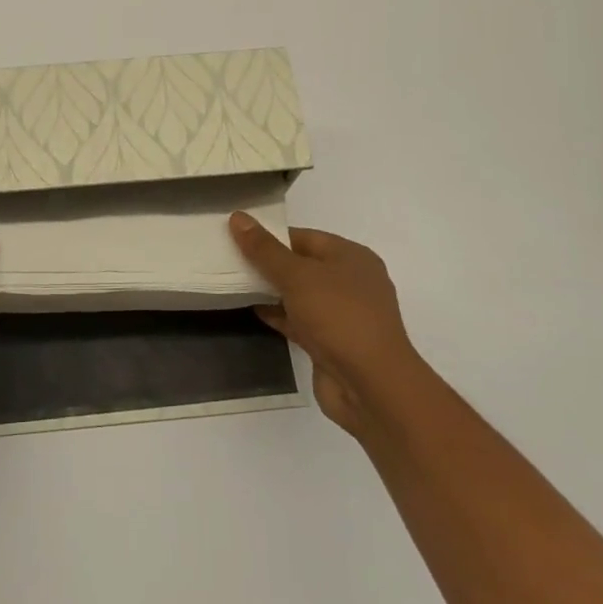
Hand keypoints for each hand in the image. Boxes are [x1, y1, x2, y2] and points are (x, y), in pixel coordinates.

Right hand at [230, 214, 419, 438]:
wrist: (371, 386)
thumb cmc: (338, 316)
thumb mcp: (297, 275)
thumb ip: (265, 249)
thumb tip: (238, 217)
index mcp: (351, 257)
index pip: (304, 237)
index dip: (271, 236)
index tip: (237, 236)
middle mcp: (351, 282)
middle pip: (302, 264)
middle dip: (269, 263)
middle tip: (230, 259)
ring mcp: (342, 315)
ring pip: (300, 294)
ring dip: (272, 290)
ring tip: (234, 283)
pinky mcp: (332, 343)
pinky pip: (299, 320)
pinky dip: (278, 315)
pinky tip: (251, 310)